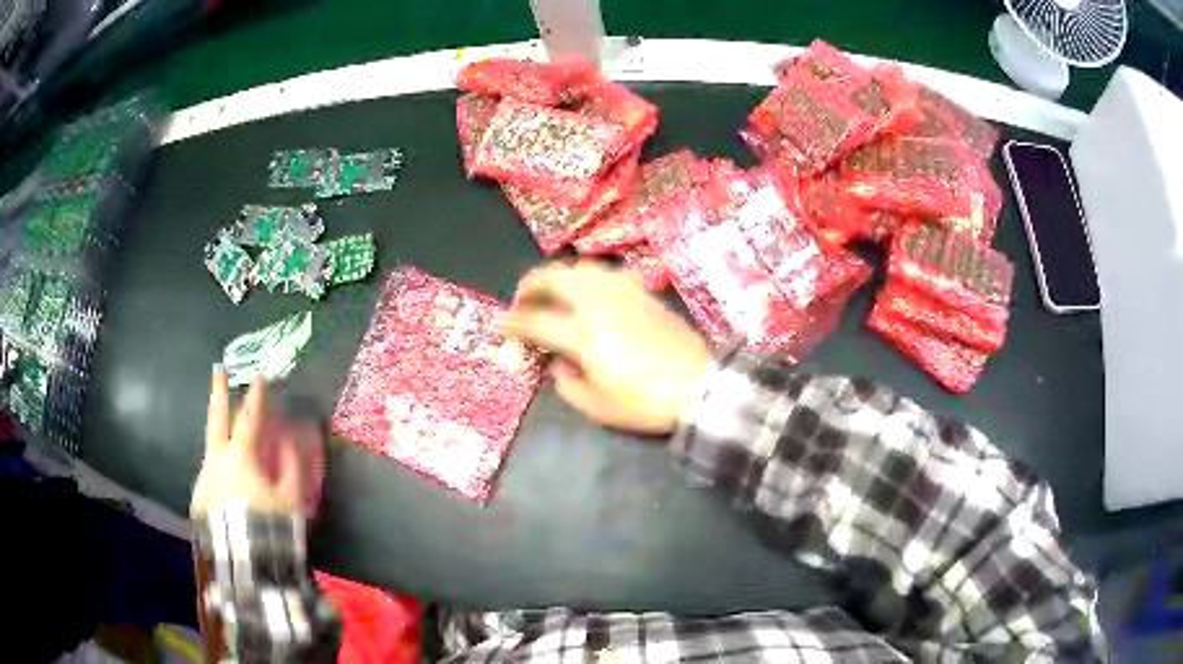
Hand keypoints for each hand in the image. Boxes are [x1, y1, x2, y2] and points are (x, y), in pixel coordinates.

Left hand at [190, 370, 303, 517]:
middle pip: (216, 421)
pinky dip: (219, 468)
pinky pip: (210, 474)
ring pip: (211, 449)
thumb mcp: (290, 501)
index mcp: (240, 458)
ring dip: (220, 436)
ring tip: (229, 435)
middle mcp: (216, 462)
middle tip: (219, 370)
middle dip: (219, 393)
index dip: (257, 397)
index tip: (261, 376)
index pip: (250, 419)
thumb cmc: (270, 528)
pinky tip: (227, 479)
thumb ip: (292, 468)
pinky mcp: (199, 499)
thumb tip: (291, 441)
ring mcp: (205, 479)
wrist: (245, 566)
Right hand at [498, 262, 711, 433]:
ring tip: (552, 294)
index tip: (499, 327)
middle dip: (530, 286)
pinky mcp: (643, 292)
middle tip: (522, 302)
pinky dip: (587, 277)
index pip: (536, 321)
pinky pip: (606, 273)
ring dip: (558, 277)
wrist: (699, 386)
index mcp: (583, 335)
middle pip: (554, 278)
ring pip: (581, 269)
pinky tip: (589, 293)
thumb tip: (556, 362)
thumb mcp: (598, 406)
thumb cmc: (646, 402)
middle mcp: (599, 304)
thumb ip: (566, 382)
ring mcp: (623, 293)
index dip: (512, 324)